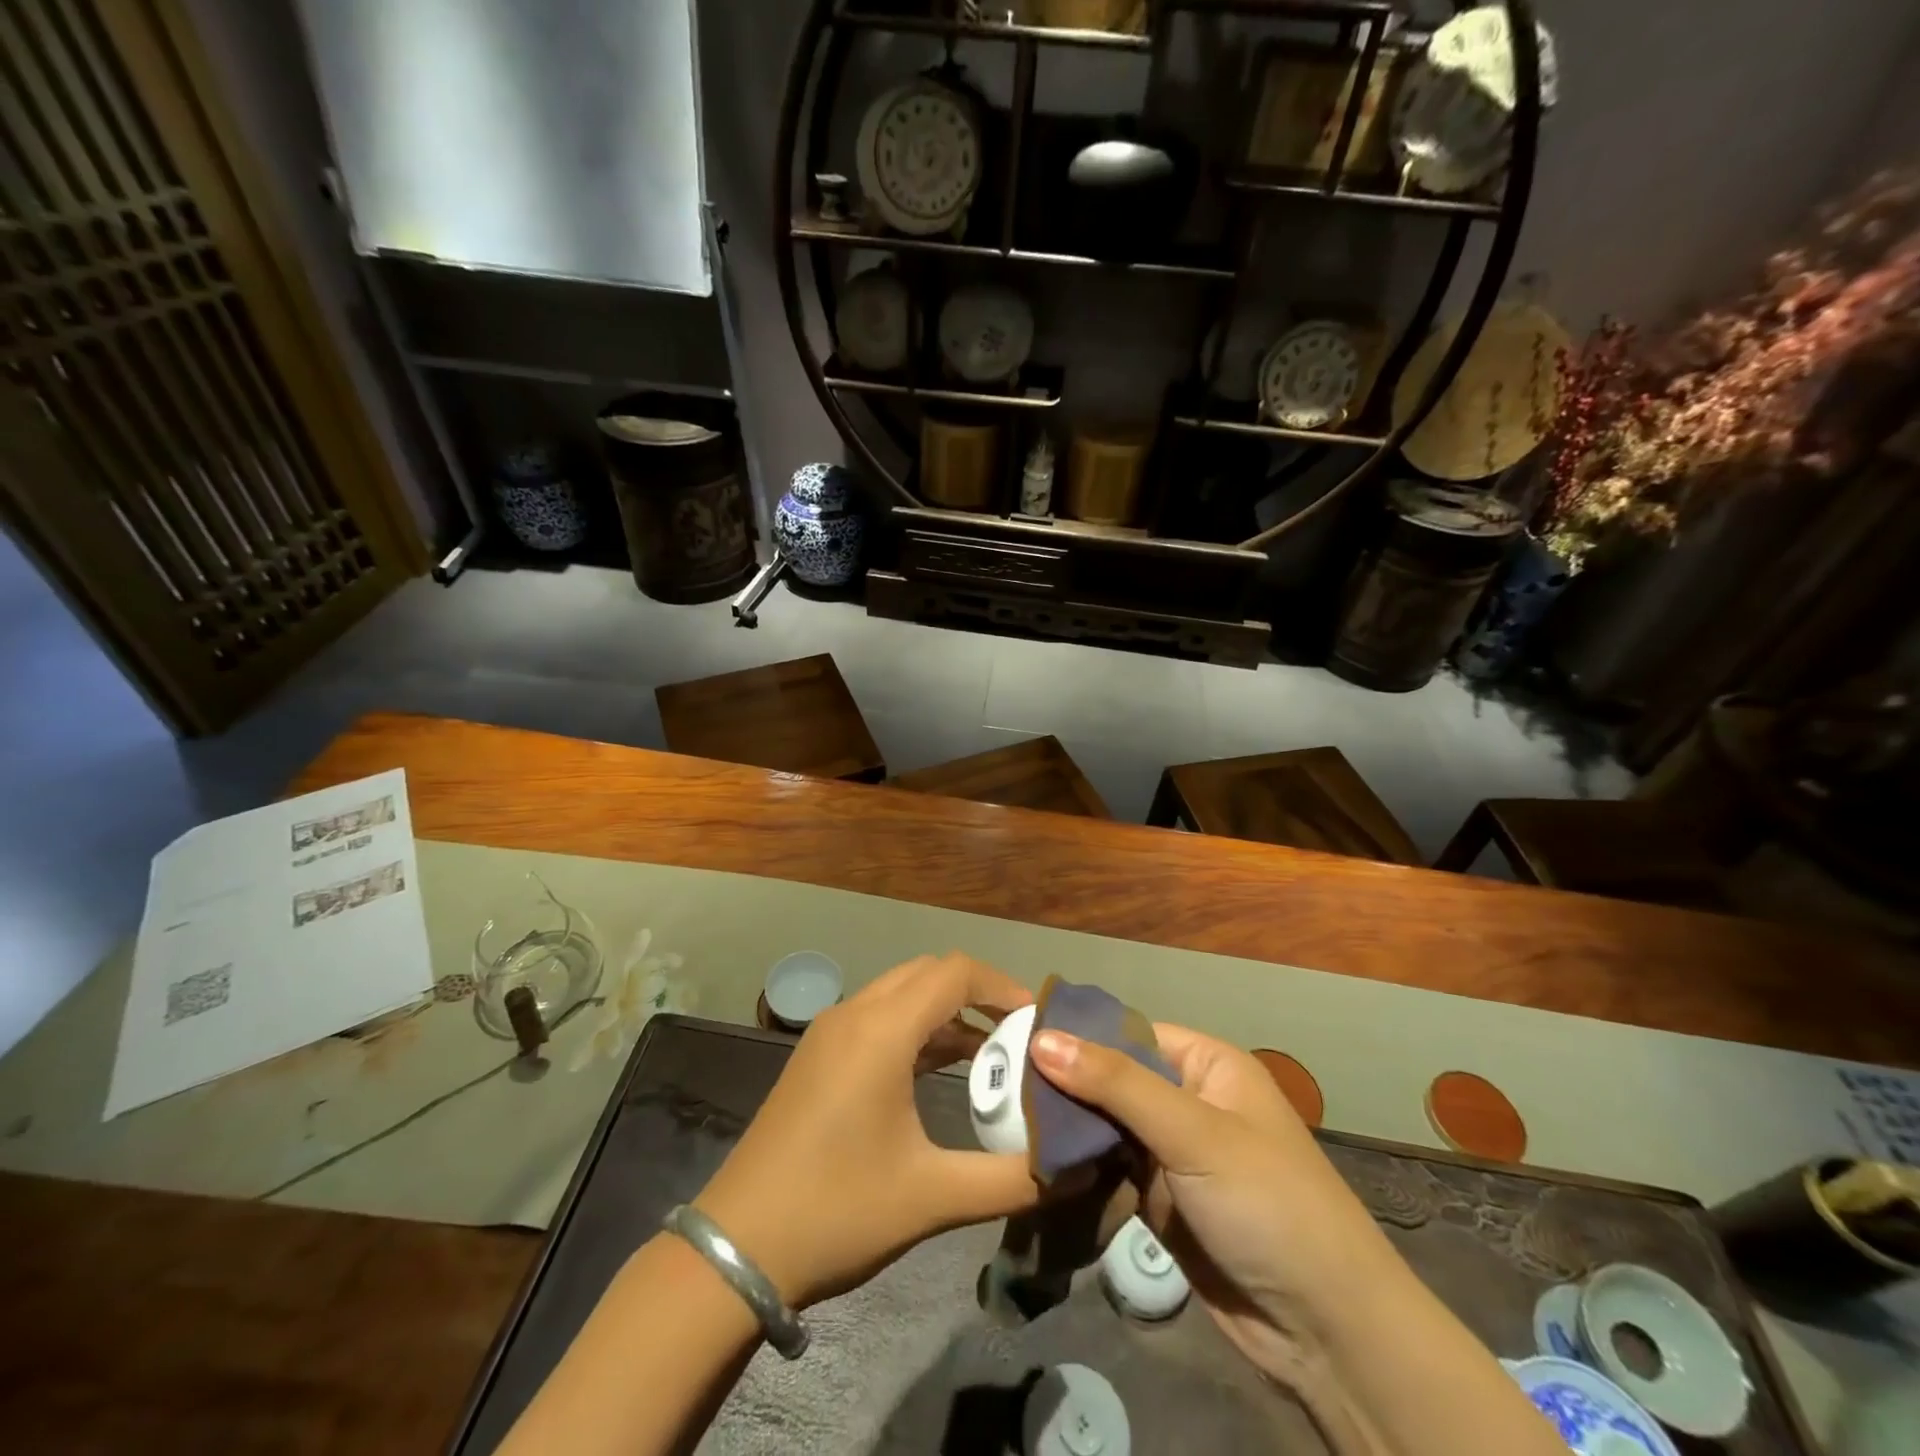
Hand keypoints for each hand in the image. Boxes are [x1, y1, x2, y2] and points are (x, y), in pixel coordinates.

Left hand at [695, 954, 1040, 1308]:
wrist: (737, 1248)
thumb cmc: (838, 1210)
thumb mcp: (932, 1197)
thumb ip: (1008, 1179)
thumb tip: (1069, 1169)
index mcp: (881, 1030)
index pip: (954, 973)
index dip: (1001, 986)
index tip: (1036, 1019)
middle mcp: (854, 1013)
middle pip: (928, 973)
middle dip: (976, 993)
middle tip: (1017, 1034)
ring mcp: (829, 1032)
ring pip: (901, 993)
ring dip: (945, 1011)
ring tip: (990, 1053)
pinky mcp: (817, 1056)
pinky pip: (878, 1017)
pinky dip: (916, 1028)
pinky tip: (939, 1069)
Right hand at [1029, 1024, 1395, 1385]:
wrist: (1326, 1333)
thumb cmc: (1266, 1204)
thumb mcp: (1192, 1132)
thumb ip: (1116, 1083)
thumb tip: (1042, 1038)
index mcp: (1207, 1065)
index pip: (1130, 1032)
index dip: (1078, 1035)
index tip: (1016, 1037)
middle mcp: (1189, 1100)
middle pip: (1114, 1079)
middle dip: (1065, 1086)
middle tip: (1002, 1087)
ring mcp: (1174, 1154)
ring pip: (1106, 1127)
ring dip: (1068, 1130)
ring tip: (1006, 1122)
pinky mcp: (1161, 1201)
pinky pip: (1110, 1172)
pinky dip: (1080, 1170)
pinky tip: (1036, 1165)